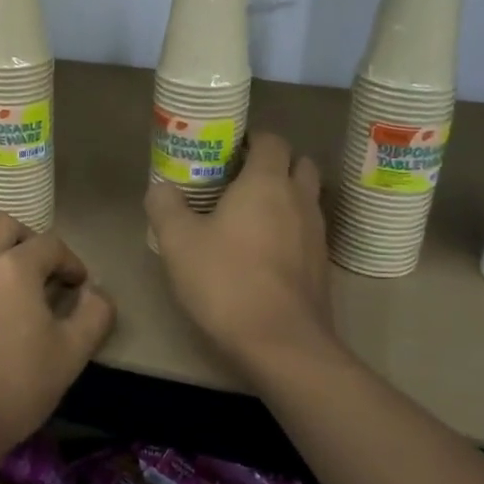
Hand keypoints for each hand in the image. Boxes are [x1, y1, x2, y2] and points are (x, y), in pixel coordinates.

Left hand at [0, 215, 115, 469]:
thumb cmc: (12, 389)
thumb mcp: (70, 356)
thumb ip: (94, 315)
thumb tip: (96, 291)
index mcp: (14, 267)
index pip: (50, 244)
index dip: (71, 262)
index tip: (78, 285)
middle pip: (5, 226)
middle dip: (29, 242)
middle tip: (41, 273)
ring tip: (2, 276)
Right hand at [145, 132, 334, 376]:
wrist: (280, 343)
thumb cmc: (226, 280)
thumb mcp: (178, 241)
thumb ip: (165, 206)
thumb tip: (162, 187)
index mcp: (266, 183)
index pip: (272, 140)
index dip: (251, 139)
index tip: (226, 151)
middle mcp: (299, 199)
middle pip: (298, 164)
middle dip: (274, 164)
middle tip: (239, 180)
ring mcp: (316, 233)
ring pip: (306, 198)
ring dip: (284, 197)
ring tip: (248, 215)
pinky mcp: (321, 265)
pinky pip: (307, 231)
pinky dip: (290, 229)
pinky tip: (262, 251)